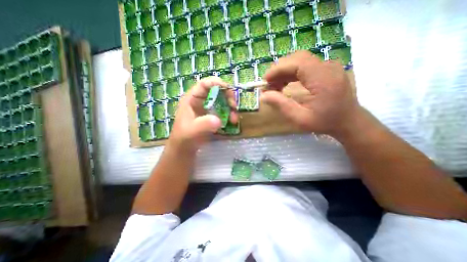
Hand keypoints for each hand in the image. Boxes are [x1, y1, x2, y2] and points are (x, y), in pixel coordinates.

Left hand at [169, 77, 238, 152]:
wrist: (185, 148)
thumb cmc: (184, 137)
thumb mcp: (192, 131)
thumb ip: (203, 125)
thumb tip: (219, 120)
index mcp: (192, 99)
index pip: (204, 84)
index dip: (217, 83)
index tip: (228, 90)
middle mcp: (201, 100)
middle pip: (217, 91)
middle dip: (228, 97)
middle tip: (234, 107)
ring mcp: (208, 108)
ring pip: (223, 101)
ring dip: (231, 108)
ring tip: (234, 120)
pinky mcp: (213, 115)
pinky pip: (224, 110)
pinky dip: (230, 114)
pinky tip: (232, 122)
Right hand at [261, 49, 358, 136]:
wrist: (348, 121)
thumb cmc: (325, 122)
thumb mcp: (300, 118)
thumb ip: (281, 105)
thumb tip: (263, 96)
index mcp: (323, 79)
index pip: (297, 63)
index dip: (278, 69)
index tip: (265, 81)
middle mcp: (327, 67)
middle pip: (297, 59)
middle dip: (279, 70)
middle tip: (268, 85)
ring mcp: (328, 66)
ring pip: (300, 61)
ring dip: (284, 71)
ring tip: (274, 86)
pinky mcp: (326, 69)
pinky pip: (305, 66)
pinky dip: (292, 73)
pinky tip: (285, 83)